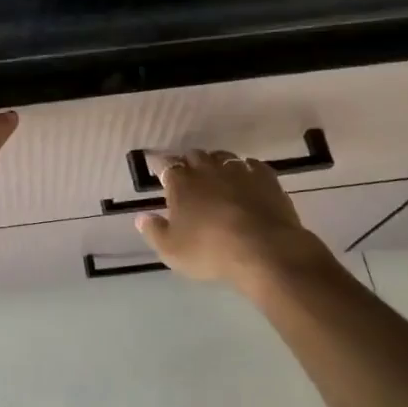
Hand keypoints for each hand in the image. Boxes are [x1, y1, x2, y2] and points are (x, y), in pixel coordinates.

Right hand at [133, 150, 343, 291]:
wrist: (264, 250)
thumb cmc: (210, 251)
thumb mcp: (172, 250)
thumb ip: (154, 231)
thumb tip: (141, 217)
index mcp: (181, 183)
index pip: (167, 166)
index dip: (162, 167)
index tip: (161, 171)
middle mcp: (207, 170)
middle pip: (195, 156)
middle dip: (189, 162)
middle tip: (188, 174)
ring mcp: (238, 171)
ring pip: (223, 156)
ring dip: (217, 163)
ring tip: (217, 175)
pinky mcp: (266, 178)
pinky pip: (252, 165)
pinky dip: (246, 169)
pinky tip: (247, 179)